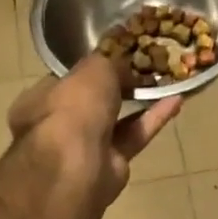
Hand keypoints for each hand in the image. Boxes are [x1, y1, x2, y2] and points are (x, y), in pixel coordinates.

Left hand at [7, 55, 182, 203]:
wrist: (76, 167)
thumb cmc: (73, 108)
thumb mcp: (93, 69)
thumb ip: (110, 60)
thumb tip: (126, 55)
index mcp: (41, 99)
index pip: (70, 76)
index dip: (95, 63)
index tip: (121, 51)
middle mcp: (59, 122)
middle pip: (95, 98)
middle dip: (121, 84)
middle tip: (147, 65)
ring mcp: (85, 146)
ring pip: (117, 118)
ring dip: (141, 100)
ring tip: (166, 80)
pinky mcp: (111, 162)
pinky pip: (134, 135)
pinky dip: (153, 118)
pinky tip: (176, 100)